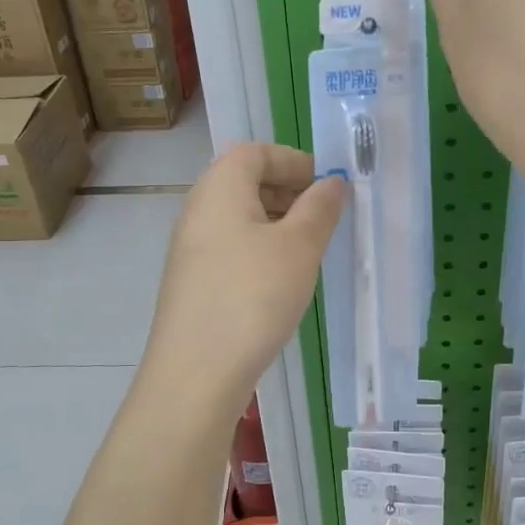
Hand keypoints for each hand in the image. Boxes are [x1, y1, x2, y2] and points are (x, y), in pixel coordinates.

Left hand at [144, 143, 345, 415]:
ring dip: (277, 223)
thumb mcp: (299, 247)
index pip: (255, 152)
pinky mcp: (193, 282)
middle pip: (244, 181)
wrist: (196, 372)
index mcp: (220, 189)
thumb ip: (320, 208)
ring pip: (239, 218)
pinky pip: (231, 248)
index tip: (327, 186)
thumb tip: (333, 182)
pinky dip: (260, 250)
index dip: (294, 160)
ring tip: (309, 250)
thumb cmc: (252, 297)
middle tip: (324, 217)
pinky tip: (281, 281)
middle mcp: (198, 210)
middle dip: (288, 191)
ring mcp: (191, 248)